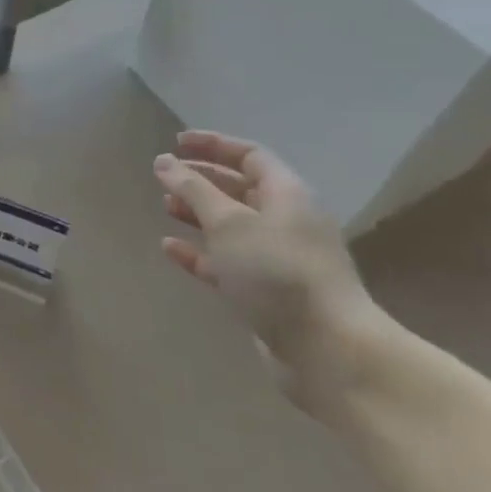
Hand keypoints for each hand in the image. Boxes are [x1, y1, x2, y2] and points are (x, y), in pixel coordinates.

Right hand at [156, 131, 389, 408]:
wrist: (326, 348)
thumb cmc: (276, 272)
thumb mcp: (229, 223)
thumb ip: (193, 189)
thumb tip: (164, 161)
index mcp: (287, 195)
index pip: (250, 156)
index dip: (213, 145)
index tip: (176, 143)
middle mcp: (286, 221)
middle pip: (240, 189)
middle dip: (202, 180)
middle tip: (164, 177)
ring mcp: (277, 258)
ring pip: (232, 226)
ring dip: (198, 214)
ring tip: (165, 208)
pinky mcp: (266, 292)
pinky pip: (226, 262)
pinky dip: (199, 253)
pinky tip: (170, 249)